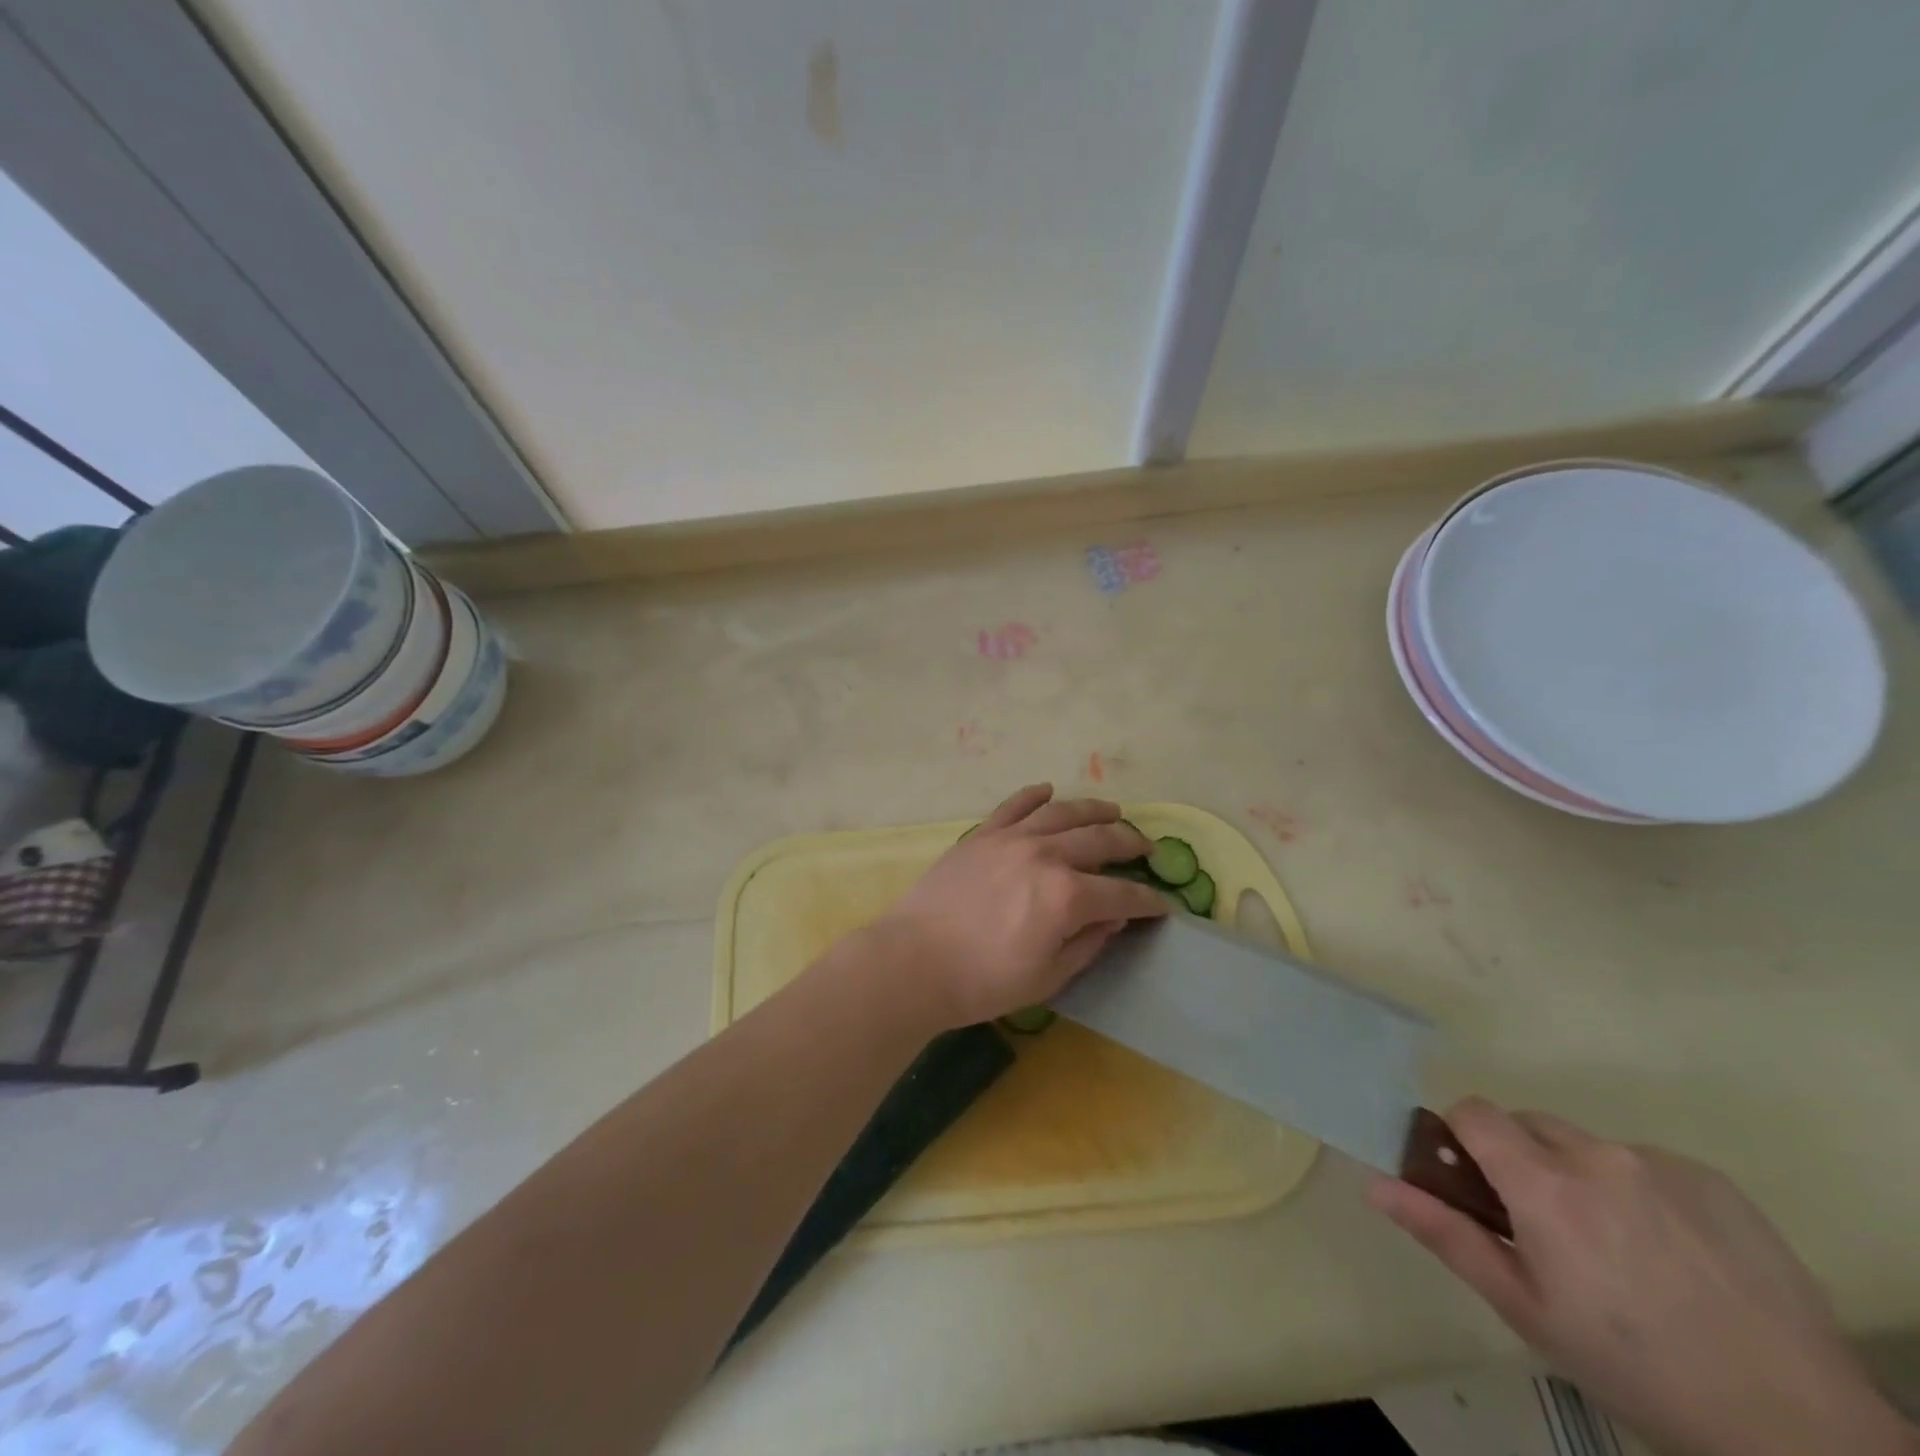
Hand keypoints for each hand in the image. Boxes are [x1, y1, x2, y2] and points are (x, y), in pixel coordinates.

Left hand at [860, 784, 1167, 1031]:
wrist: (913, 962)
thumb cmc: (982, 982)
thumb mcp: (1047, 977)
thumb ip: (1086, 944)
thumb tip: (1112, 918)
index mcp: (1067, 896)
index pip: (1122, 895)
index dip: (1147, 901)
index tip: (1162, 905)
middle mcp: (1045, 855)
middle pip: (1100, 841)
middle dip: (1130, 844)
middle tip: (1146, 848)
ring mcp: (1010, 838)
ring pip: (1062, 813)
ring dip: (1093, 810)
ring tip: (1112, 811)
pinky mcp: (981, 835)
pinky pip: (1014, 805)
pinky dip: (1034, 795)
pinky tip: (1048, 790)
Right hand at [1370, 1100, 1915, 1455]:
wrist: (1800, 1430)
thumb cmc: (1634, 1368)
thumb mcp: (1527, 1311)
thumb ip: (1447, 1235)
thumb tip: (1376, 1184)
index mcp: (1544, 1185)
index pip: (1474, 1111)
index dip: (1464, 1138)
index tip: (1477, 1183)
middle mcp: (1596, 1155)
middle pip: (1528, 1123)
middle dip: (1522, 1159)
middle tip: (1547, 1228)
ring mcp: (1659, 1163)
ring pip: (1587, 1144)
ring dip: (1581, 1175)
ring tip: (1620, 1249)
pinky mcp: (1713, 1179)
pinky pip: (1646, 1162)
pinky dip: (1640, 1190)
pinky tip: (1673, 1252)